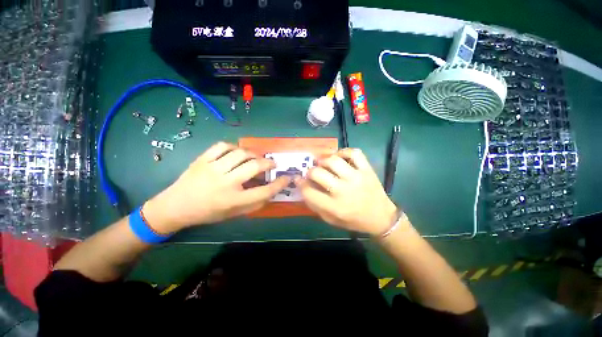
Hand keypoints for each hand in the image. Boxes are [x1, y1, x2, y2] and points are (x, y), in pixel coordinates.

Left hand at [143, 142, 289, 232]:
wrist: (175, 207)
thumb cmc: (207, 213)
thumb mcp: (233, 214)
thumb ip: (254, 204)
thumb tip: (270, 191)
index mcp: (233, 200)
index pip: (264, 191)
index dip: (279, 184)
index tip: (287, 177)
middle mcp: (225, 183)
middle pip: (254, 167)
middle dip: (268, 163)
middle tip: (272, 163)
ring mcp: (212, 168)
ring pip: (240, 153)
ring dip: (253, 154)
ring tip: (255, 158)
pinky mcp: (202, 159)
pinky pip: (222, 146)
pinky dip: (233, 147)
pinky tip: (236, 152)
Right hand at [296, 148, 397, 235]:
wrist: (381, 217)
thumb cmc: (354, 220)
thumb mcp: (331, 220)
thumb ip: (315, 206)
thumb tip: (303, 188)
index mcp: (334, 207)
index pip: (308, 192)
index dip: (300, 184)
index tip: (298, 180)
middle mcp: (343, 191)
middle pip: (318, 173)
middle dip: (310, 171)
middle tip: (311, 172)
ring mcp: (356, 178)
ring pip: (333, 160)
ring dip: (323, 160)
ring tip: (322, 163)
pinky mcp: (367, 170)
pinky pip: (354, 153)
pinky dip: (344, 151)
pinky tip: (339, 156)